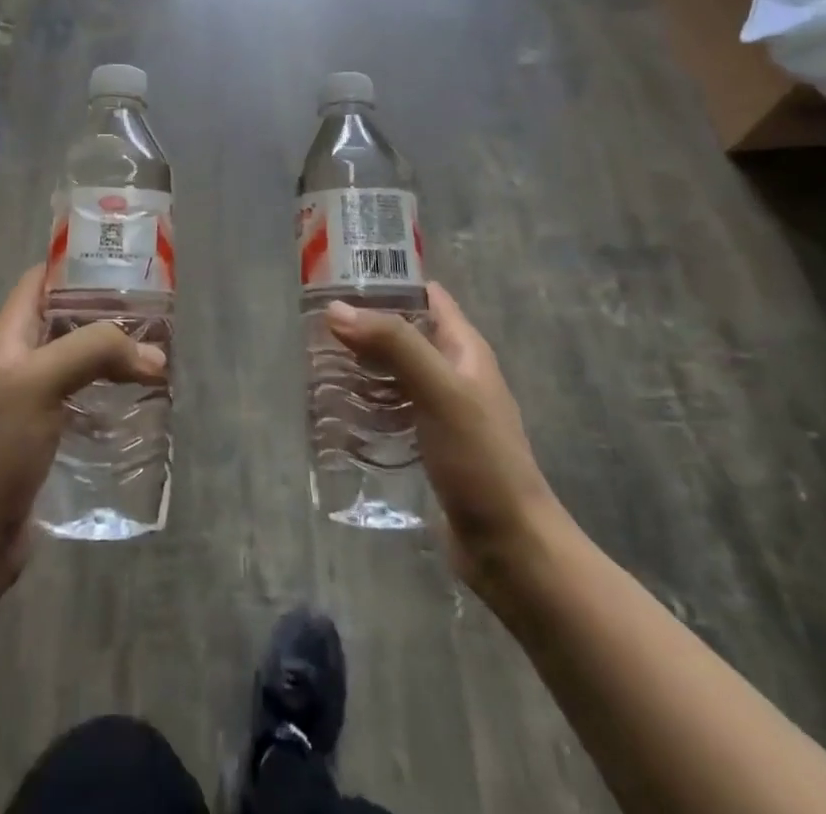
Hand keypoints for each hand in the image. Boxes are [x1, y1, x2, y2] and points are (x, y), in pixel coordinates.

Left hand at [0, 265, 166, 586]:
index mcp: (12, 336)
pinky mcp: (55, 435)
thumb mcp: (40, 382)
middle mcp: (25, 361)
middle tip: (156, 315)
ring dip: (119, 357)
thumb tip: (154, 355)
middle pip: (70, 320)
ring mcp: (39, 400)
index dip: (75, 264)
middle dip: (110, 314)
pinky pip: (92, 402)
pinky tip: (146, 404)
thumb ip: (94, 352)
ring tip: (160, 357)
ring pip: (85, 362)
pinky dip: (118, 397)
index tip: (122, 263)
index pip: (41, 281)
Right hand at [327, 282, 565, 596]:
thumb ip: (393, 344)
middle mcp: (453, 372)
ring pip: (392, 371)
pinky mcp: (427, 444)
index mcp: (464, 349)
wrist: (511, 548)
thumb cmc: (481, 459)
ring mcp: (441, 410)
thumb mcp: (440, 391)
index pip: (425, 295)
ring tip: (314, 361)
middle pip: (403, 332)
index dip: (388, 279)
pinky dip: (364, 402)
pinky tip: (335, 409)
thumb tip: (336, 309)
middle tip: (314, 323)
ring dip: (359, 364)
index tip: (339, 276)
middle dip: (363, 325)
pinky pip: (389, 409)